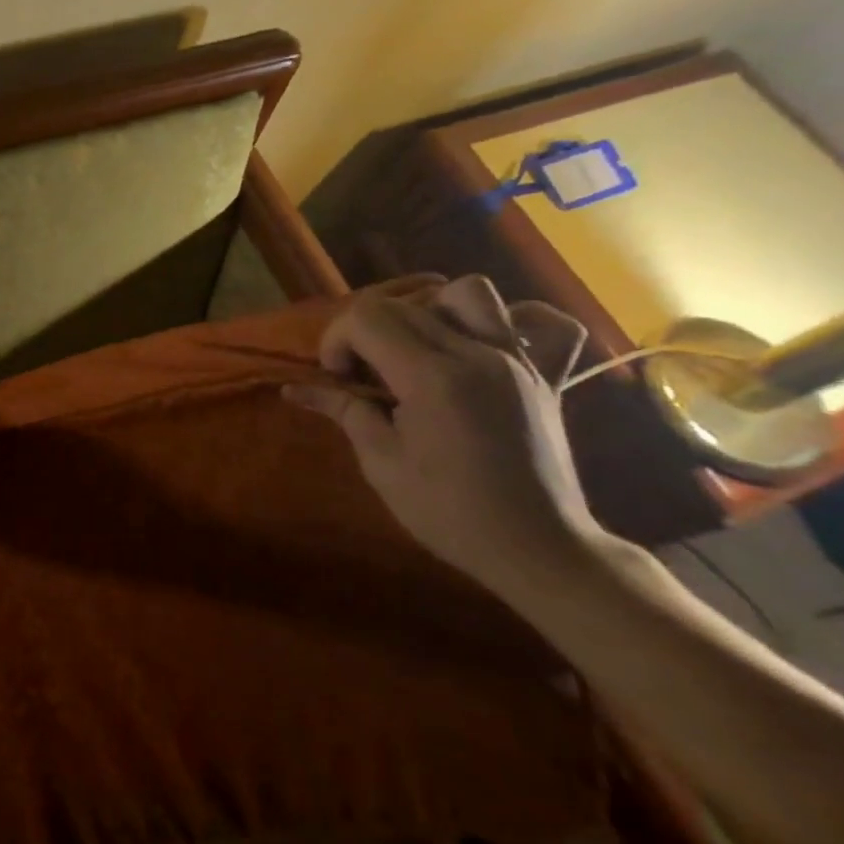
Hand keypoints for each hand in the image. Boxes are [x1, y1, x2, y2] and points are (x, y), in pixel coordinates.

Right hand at [285, 276, 610, 598]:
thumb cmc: (450, 513)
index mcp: (432, 377)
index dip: (336, 339)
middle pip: (404, 304)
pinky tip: (489, 345)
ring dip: (431, 309)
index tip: (337, 378)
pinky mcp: (545, 376)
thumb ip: (344, 411)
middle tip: (363, 375)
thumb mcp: (382, 464)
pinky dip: (516, 322)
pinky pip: (548, 324)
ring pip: (469, 293)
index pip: (366, 318)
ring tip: (418, 347)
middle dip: (367, 330)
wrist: (538, 550)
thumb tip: (295, 389)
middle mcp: (477, 354)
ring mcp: (518, 361)